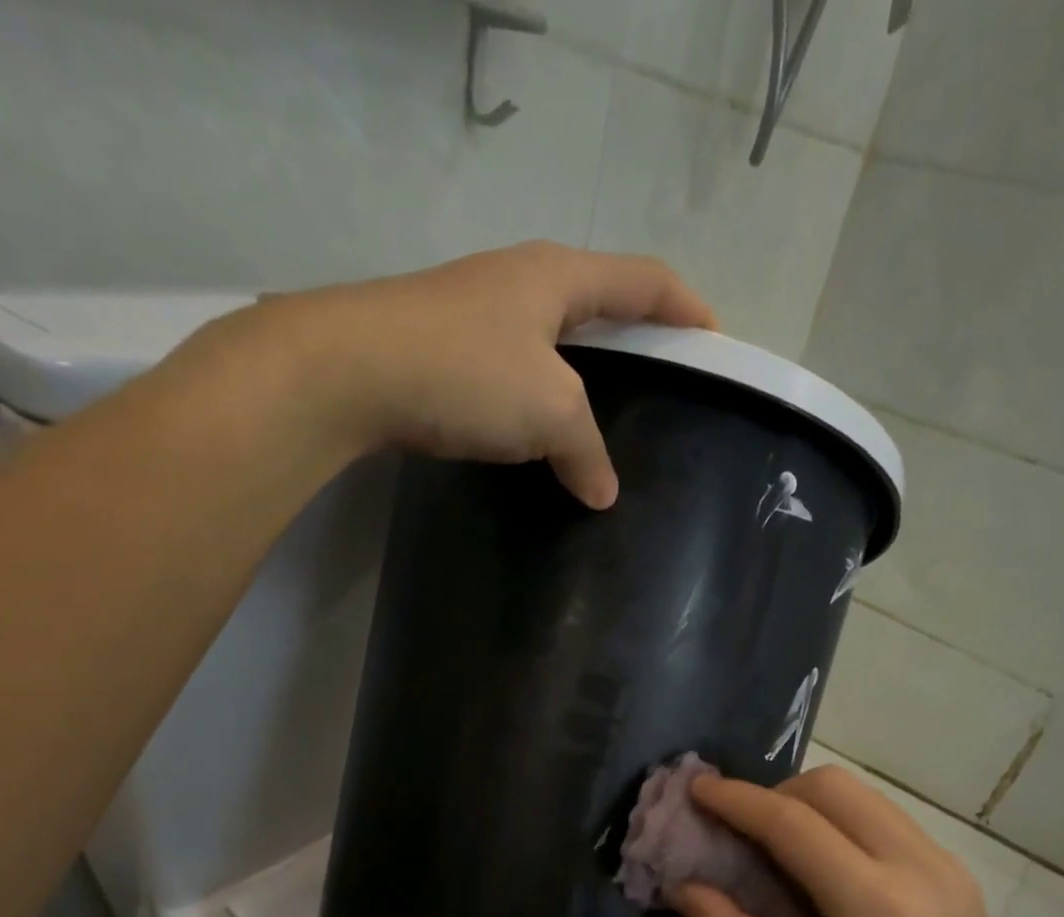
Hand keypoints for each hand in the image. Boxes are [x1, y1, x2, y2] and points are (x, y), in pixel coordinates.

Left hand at [176, 242, 715, 508]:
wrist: (347, 371)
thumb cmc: (467, 372)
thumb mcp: (549, 410)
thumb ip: (586, 450)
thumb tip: (604, 493)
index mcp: (559, 276)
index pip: (645, 279)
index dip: (687, 307)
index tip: (716, 341)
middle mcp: (519, 280)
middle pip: (599, 300)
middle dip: (635, 337)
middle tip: (662, 381)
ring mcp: (475, 311)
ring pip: (550, 339)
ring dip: (582, 373)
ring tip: (603, 417)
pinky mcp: (442, 347)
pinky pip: (512, 369)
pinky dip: (537, 397)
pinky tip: (537, 432)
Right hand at [670, 766, 1050, 916]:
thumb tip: (681, 884)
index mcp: (876, 908)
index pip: (792, 823)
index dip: (736, 800)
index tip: (696, 789)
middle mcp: (918, 866)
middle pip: (830, 787)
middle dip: (773, 795)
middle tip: (739, 832)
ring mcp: (945, 862)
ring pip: (860, 795)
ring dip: (807, 804)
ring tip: (777, 848)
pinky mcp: (955, 868)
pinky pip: (883, 817)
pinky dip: (840, 821)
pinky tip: (824, 867)